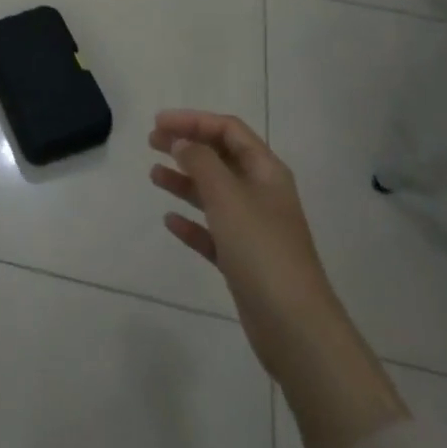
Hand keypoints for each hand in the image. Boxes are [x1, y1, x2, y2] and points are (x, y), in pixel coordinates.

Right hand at [148, 110, 333, 385]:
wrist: (294, 326)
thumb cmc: (261, 250)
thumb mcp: (227, 196)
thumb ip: (201, 163)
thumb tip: (183, 142)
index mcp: (266, 171)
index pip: (228, 130)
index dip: (193, 120)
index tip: (158, 123)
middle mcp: (262, 194)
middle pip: (221, 158)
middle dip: (187, 146)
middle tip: (152, 142)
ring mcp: (254, 229)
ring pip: (214, 193)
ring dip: (185, 181)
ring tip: (153, 176)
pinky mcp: (244, 261)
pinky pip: (213, 231)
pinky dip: (191, 222)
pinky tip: (170, 221)